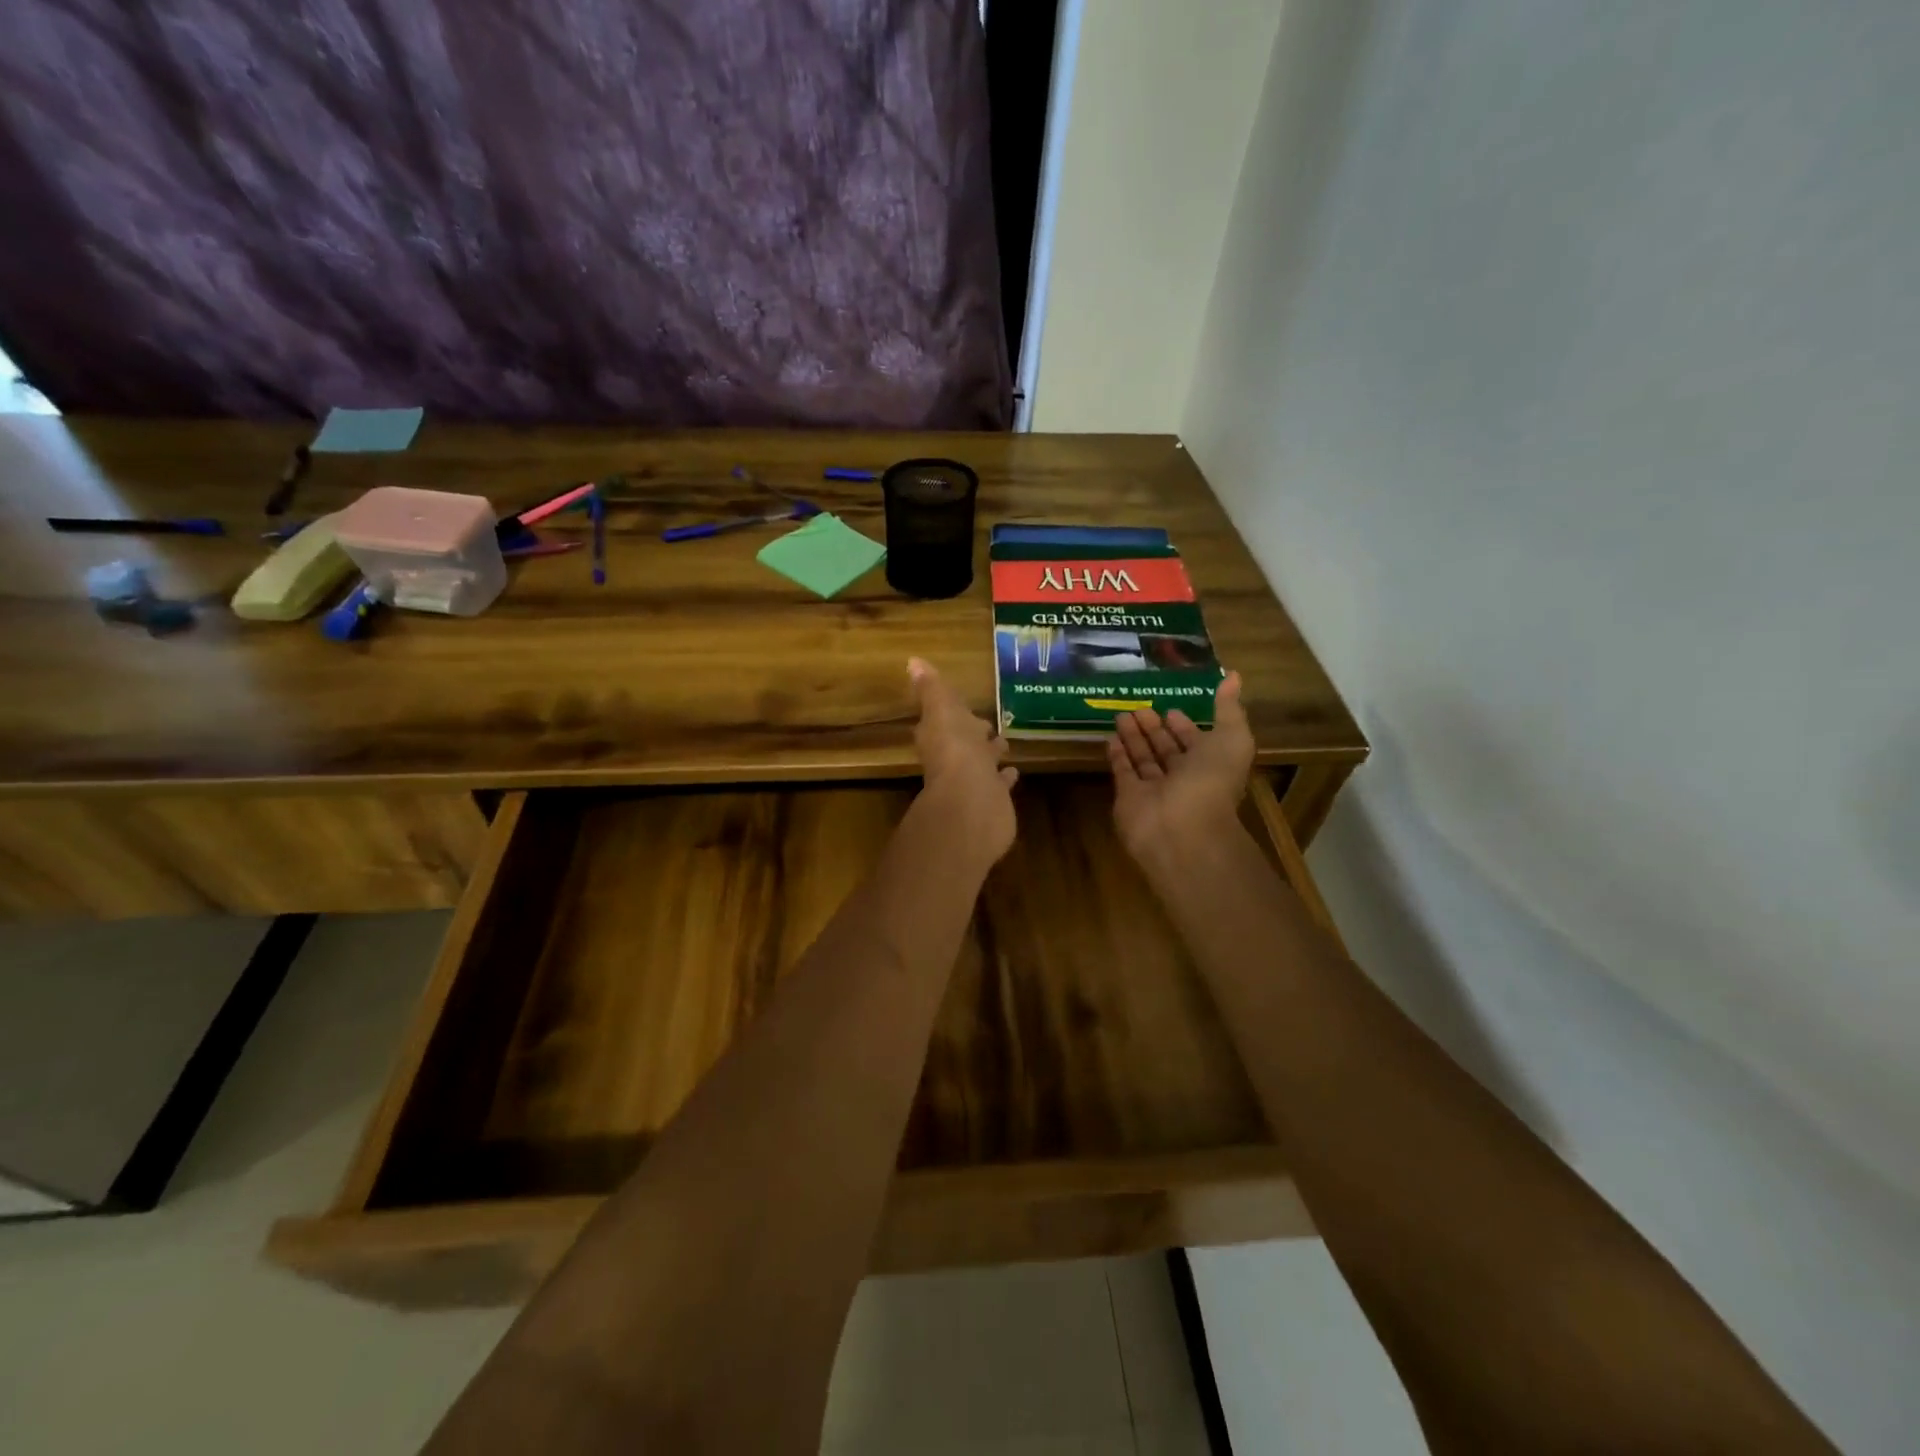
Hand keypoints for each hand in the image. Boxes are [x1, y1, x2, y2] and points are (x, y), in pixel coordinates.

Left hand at [909, 657, 1017, 863]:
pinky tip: (1014, 772)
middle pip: (964, 741)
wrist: (972, 802)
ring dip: (989, 754)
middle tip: (987, 725)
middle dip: (974, 733)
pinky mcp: (992, 798)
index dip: (953, 712)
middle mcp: (953, 758)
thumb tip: (913, 661)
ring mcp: (973, 780)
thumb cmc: (956, 750)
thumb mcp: (942, 710)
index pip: (944, 719)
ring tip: (1005, 744)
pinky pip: (998, 784)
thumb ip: (931, 688)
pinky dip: (1004, 777)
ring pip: (982, 762)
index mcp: (939, 736)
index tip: (965, 705)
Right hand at [1107, 671, 1254, 863]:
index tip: (1170, 707)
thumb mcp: (1231, 739)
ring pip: (1143, 758)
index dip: (1183, 725)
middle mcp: (1182, 777)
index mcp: (1209, 764)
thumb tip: (1234, 675)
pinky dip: (1117, 755)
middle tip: (1138, 706)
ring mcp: (1154, 789)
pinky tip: (1110, 736)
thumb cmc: (1211, 782)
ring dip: (1133, 737)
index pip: (1194, 741)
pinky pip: (1122, 772)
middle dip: (1153, 728)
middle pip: (1166, 748)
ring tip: (1120, 714)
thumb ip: (1229, 709)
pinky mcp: (1128, 797)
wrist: (1182, 830)